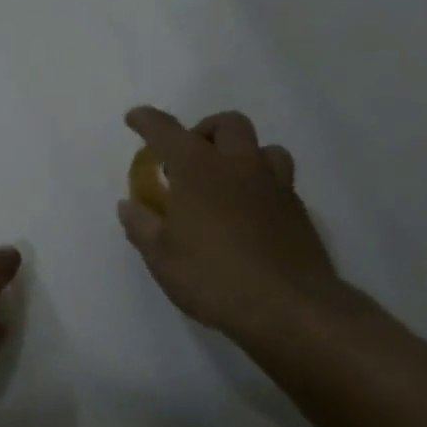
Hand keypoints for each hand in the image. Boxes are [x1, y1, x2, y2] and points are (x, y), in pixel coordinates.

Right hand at [117, 106, 343, 350]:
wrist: (289, 307)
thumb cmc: (213, 277)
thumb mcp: (161, 256)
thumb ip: (141, 225)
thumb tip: (129, 205)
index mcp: (198, 169)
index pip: (166, 130)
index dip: (147, 120)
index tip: (134, 118)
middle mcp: (238, 165)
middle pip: (226, 124)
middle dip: (204, 130)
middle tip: (188, 158)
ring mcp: (274, 185)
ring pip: (262, 148)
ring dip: (240, 154)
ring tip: (225, 181)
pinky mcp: (297, 210)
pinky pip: (278, 179)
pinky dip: (258, 183)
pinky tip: (247, 213)